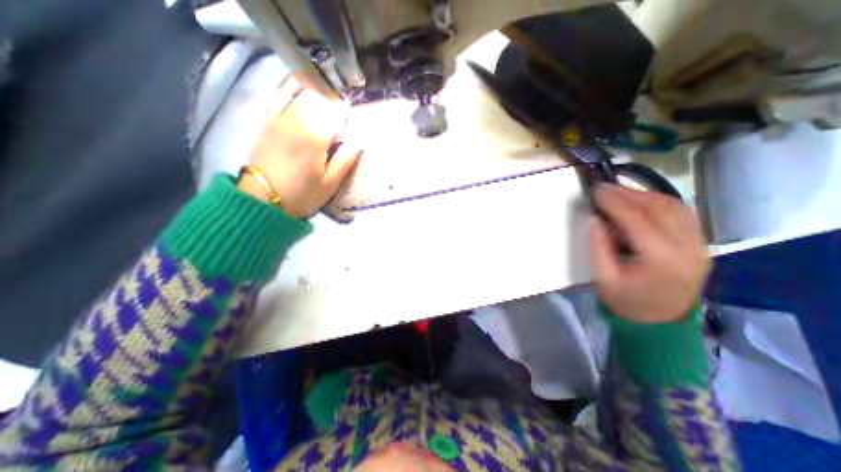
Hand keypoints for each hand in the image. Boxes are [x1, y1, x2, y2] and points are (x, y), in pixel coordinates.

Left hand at [239, 76, 365, 219]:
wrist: (261, 199)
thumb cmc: (301, 195)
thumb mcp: (330, 185)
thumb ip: (345, 161)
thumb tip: (359, 142)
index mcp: (315, 138)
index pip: (336, 112)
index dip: (347, 110)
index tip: (354, 115)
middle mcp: (297, 121)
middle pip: (320, 98)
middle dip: (334, 100)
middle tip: (342, 109)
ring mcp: (280, 118)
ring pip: (302, 94)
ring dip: (318, 93)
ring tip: (328, 99)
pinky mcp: (268, 121)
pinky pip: (281, 96)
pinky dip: (295, 90)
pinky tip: (303, 89)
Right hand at [590, 185, 707, 323]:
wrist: (661, 322)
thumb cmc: (627, 302)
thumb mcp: (604, 278)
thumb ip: (599, 247)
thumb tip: (595, 219)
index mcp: (661, 260)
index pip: (637, 220)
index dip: (615, 202)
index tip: (596, 191)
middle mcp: (687, 248)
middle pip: (659, 209)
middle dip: (628, 194)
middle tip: (604, 187)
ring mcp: (699, 245)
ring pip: (674, 207)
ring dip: (644, 195)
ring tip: (619, 192)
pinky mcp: (700, 244)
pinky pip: (682, 214)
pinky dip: (659, 202)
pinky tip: (641, 201)